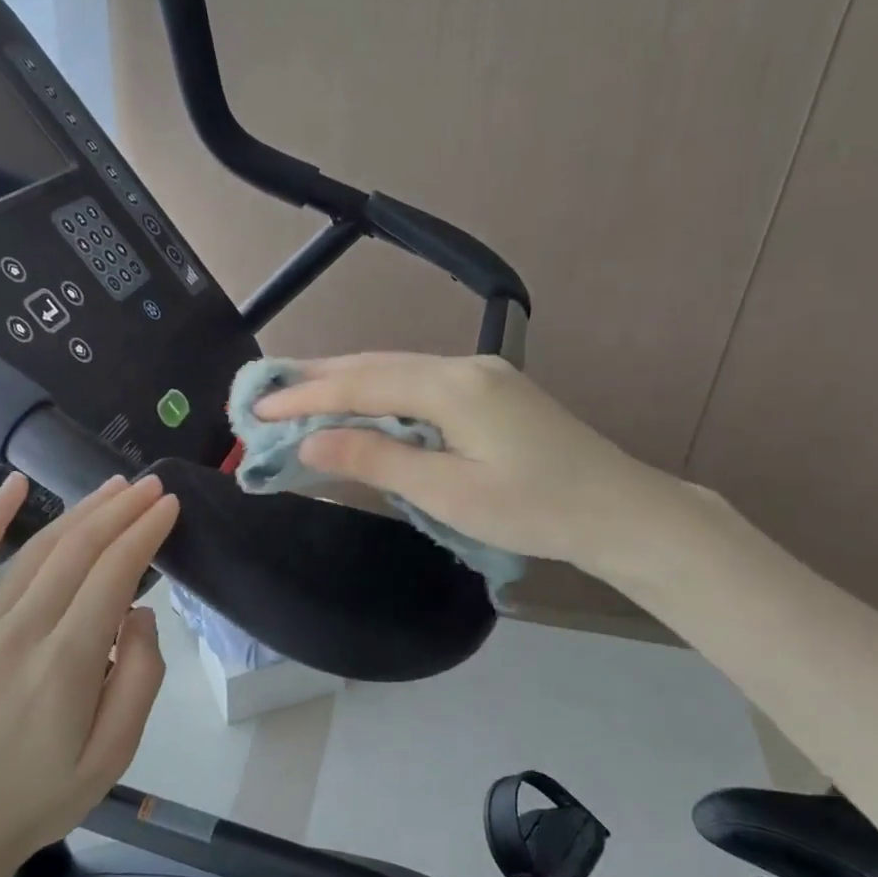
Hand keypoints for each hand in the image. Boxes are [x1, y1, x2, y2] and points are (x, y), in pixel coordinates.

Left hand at [0, 473, 179, 876]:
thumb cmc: (40, 796)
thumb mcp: (113, 756)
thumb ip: (139, 678)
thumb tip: (140, 613)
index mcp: (65, 663)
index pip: (114, 574)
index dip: (144, 533)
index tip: (170, 506)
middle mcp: (22, 630)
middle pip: (79, 550)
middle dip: (121, 511)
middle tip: (152, 486)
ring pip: (38, 549)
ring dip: (81, 511)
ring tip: (115, 487)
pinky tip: (15, 485)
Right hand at [253, 353, 685, 575]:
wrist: (620, 511)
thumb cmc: (535, 509)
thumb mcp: (449, 492)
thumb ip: (377, 461)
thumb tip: (311, 442)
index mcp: (452, 387)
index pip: (361, 383)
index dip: (305, 396)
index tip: (256, 410)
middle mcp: (463, 367)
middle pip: (375, 365)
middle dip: (317, 379)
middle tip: (265, 393)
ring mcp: (480, 376)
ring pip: (396, 371)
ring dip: (346, 383)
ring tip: (299, 395)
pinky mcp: (490, 393)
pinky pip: (418, 384)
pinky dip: (378, 394)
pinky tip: (361, 406)